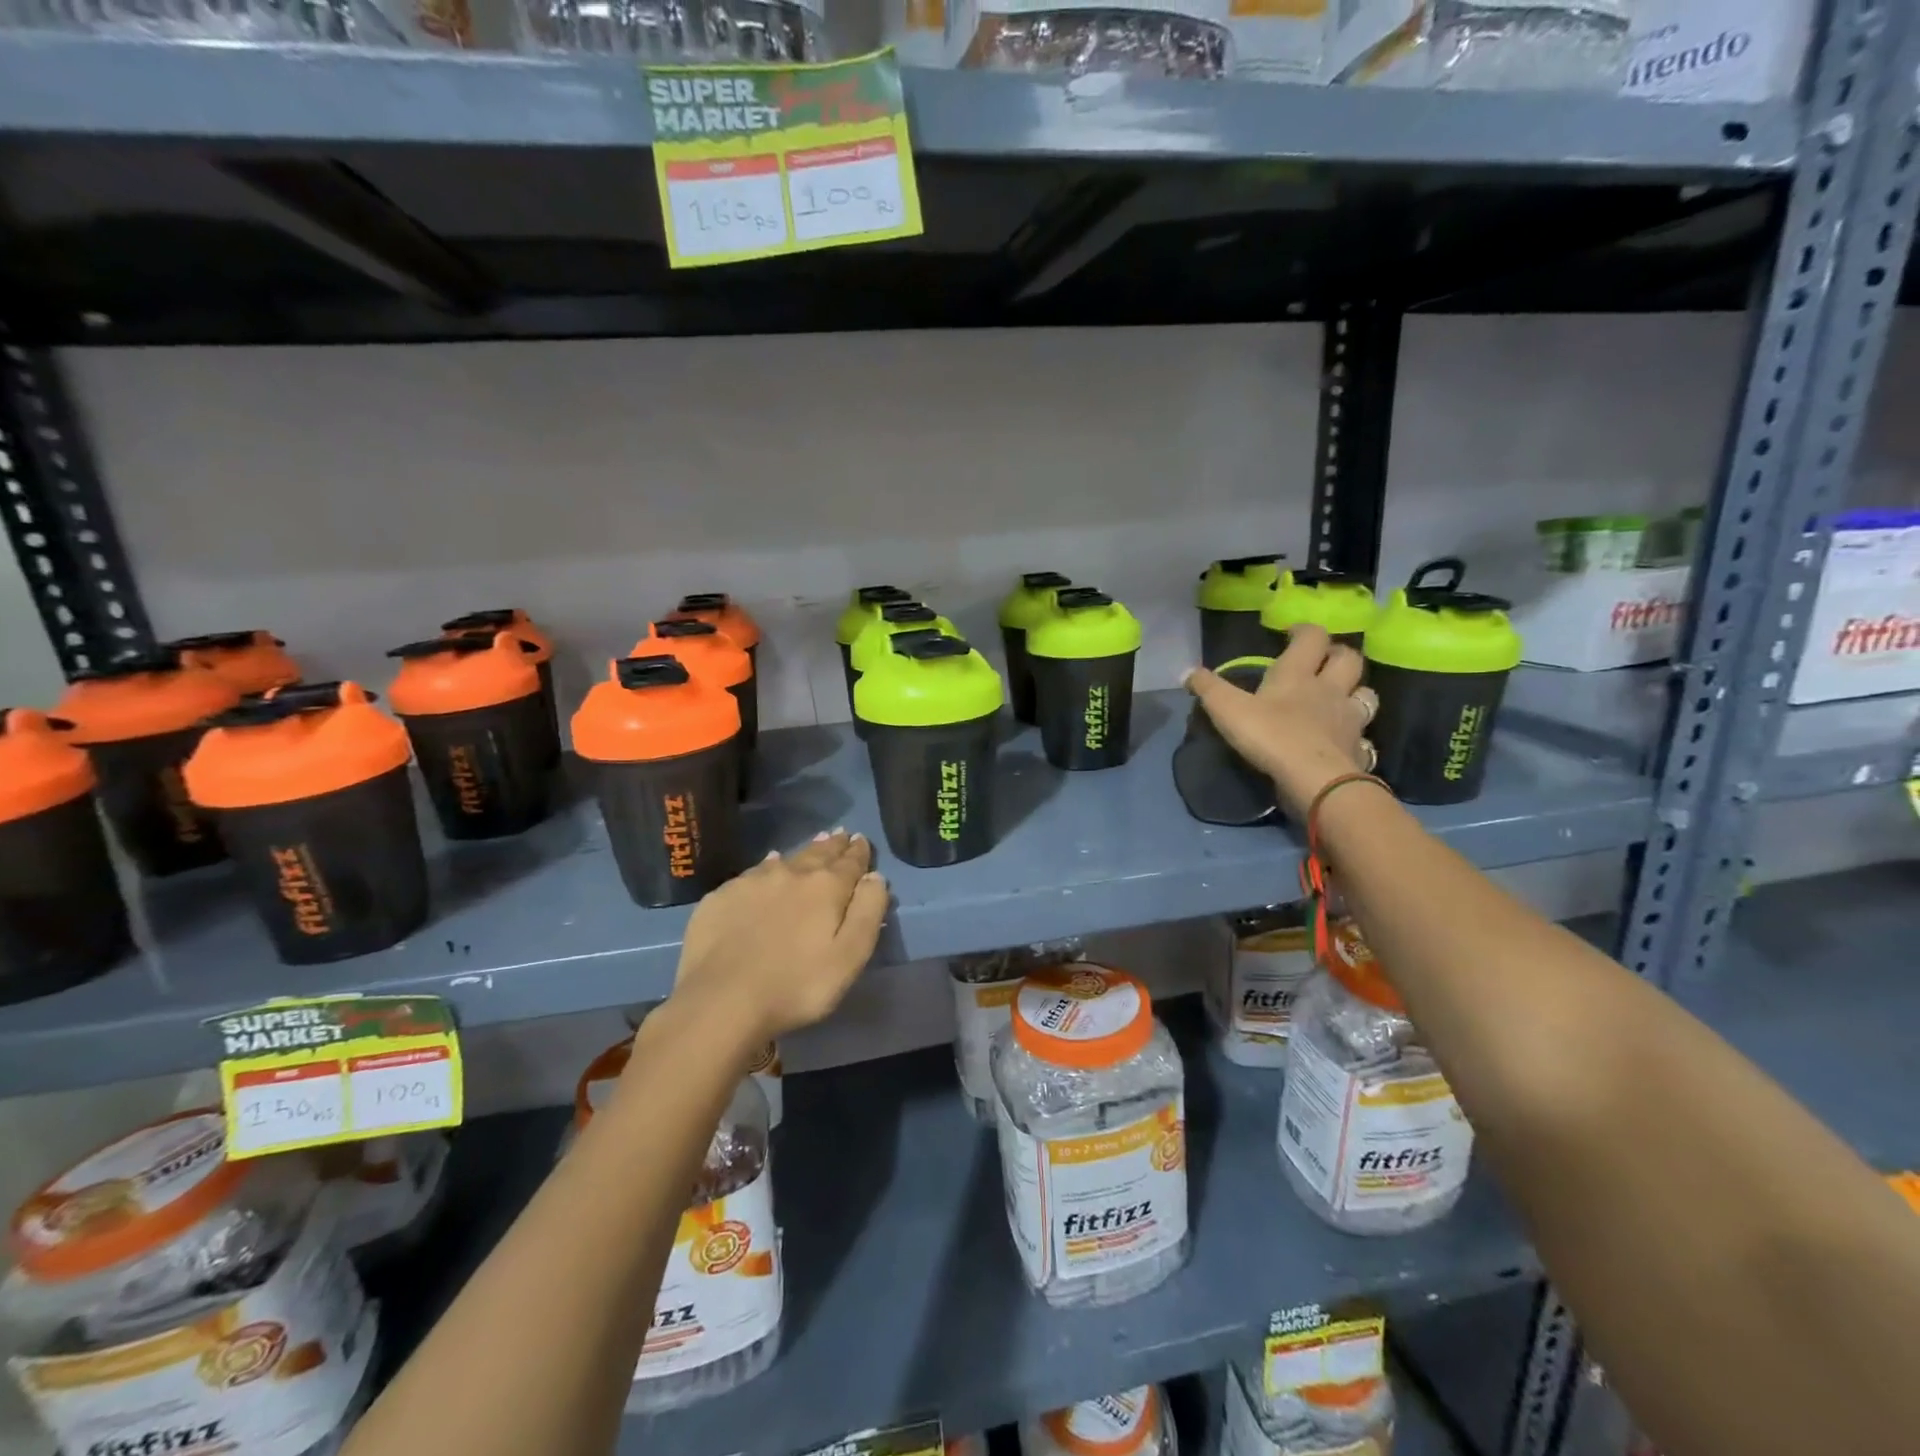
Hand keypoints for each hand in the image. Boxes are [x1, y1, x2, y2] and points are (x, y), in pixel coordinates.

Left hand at [672, 830, 889, 1048]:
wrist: (720, 1001)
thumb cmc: (796, 986)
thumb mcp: (849, 957)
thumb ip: (868, 913)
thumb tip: (875, 877)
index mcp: (826, 887)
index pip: (850, 862)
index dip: (859, 851)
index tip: (862, 840)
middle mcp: (791, 873)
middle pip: (818, 853)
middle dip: (833, 845)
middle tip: (840, 834)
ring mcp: (752, 882)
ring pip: (786, 859)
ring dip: (804, 851)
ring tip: (814, 843)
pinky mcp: (722, 896)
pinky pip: (753, 872)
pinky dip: (768, 866)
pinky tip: (768, 866)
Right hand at [1184, 625, 1376, 817]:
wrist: (1316, 780)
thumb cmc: (1271, 736)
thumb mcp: (1228, 710)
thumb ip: (1208, 688)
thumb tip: (1187, 672)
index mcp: (1298, 674)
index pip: (1312, 637)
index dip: (1305, 631)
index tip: (1293, 633)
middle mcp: (1330, 689)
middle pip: (1349, 659)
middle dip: (1338, 654)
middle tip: (1323, 660)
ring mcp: (1349, 719)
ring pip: (1366, 694)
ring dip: (1356, 690)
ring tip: (1341, 697)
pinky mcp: (1358, 748)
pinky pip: (1364, 735)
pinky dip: (1356, 734)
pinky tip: (1344, 741)